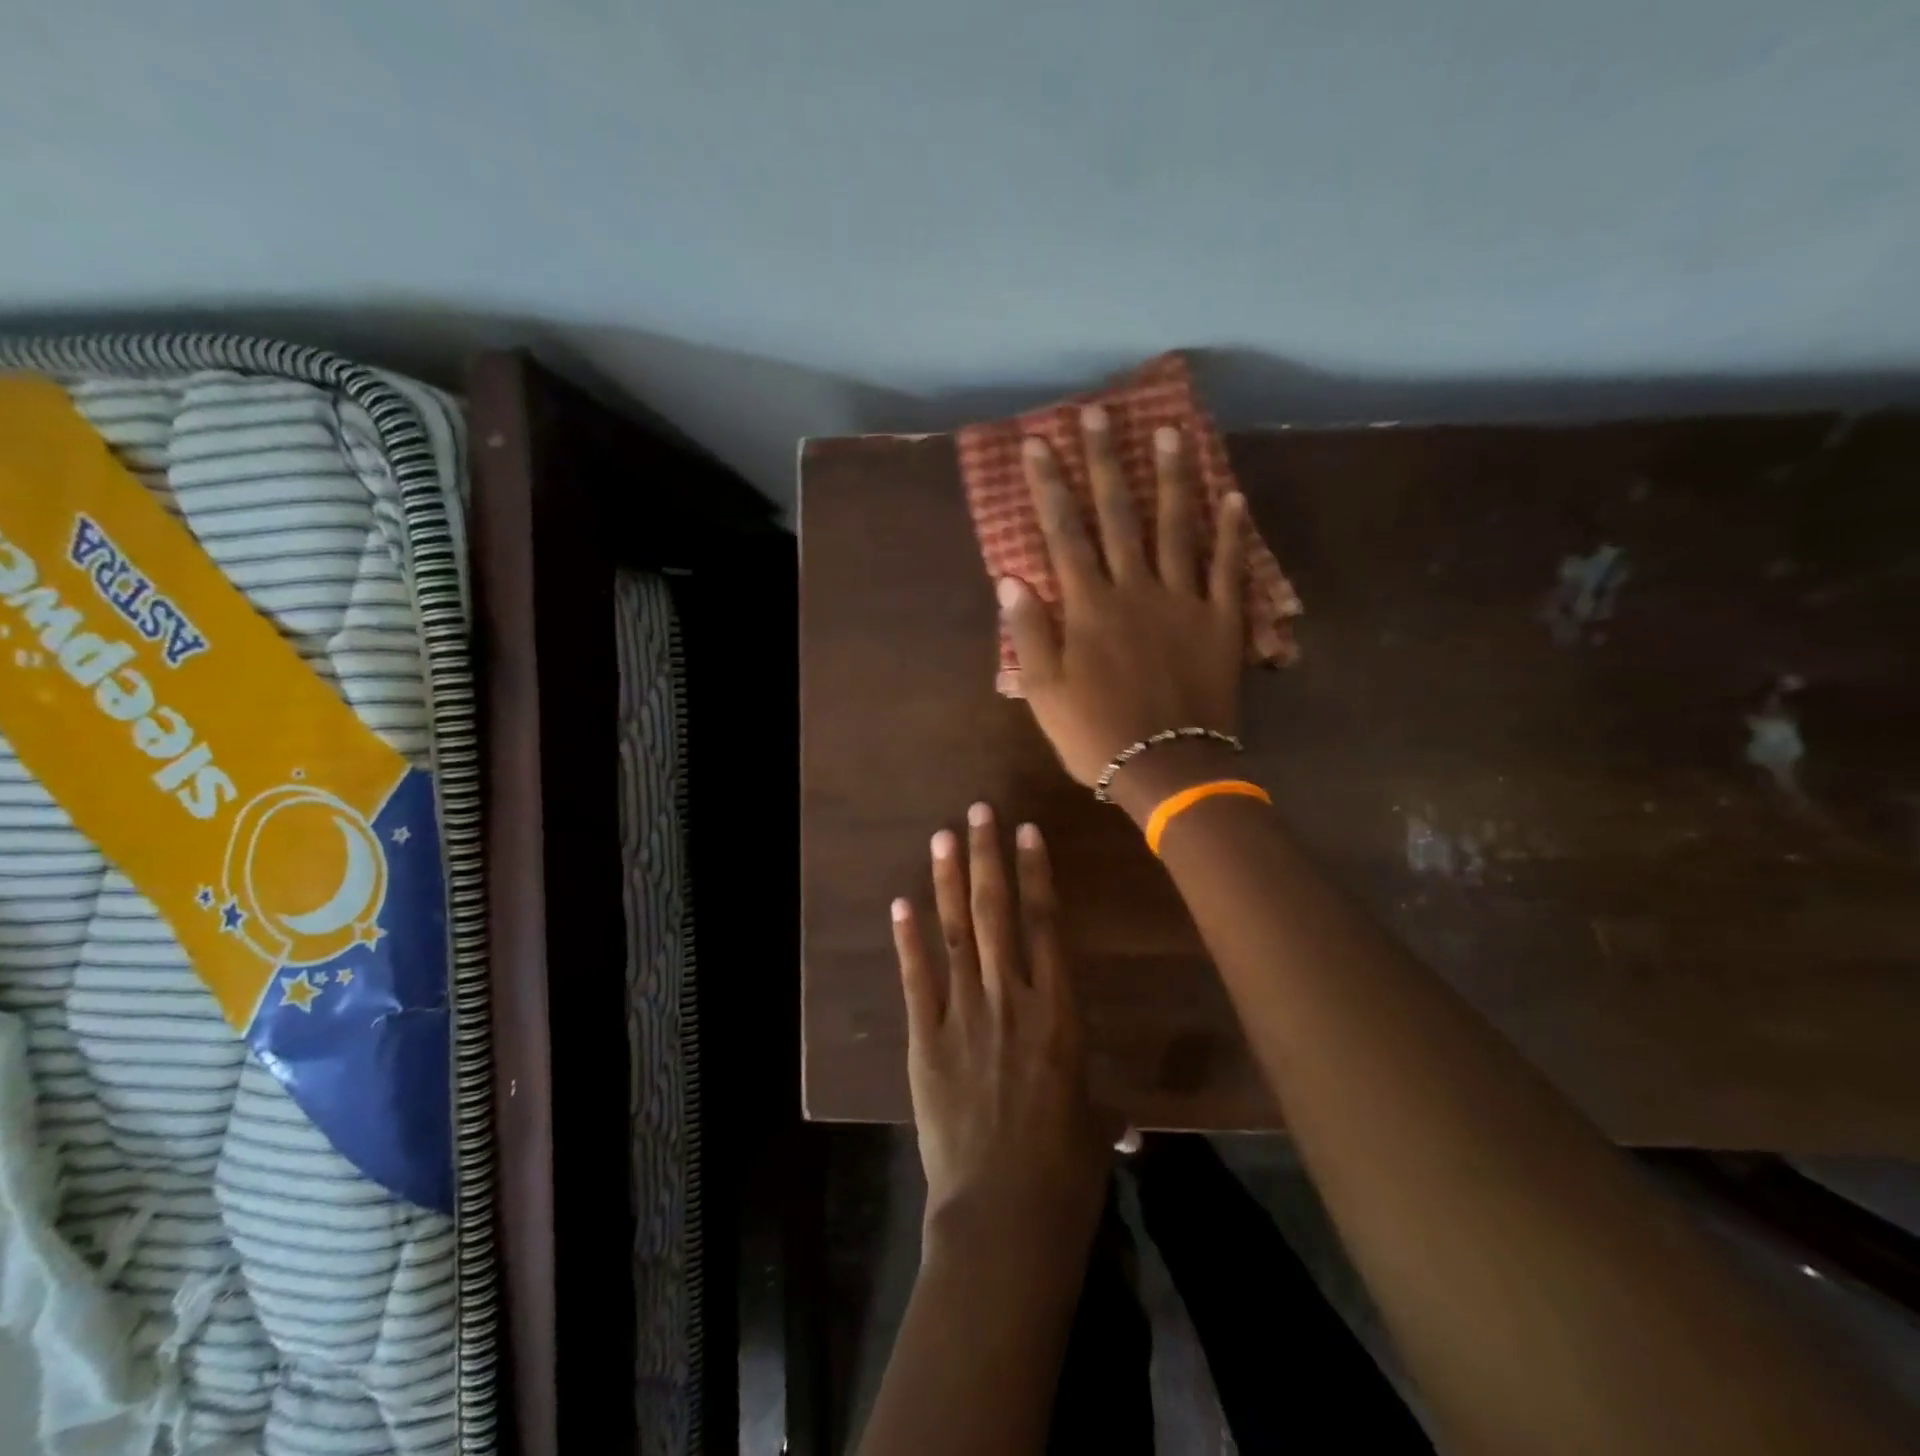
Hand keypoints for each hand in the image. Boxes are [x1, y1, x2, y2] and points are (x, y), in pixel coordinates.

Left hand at [891, 805, 1110, 1261]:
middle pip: (997, 912)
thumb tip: (1128, 1126)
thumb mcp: (1095, 1128)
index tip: (1027, 832)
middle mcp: (1012, 998)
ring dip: (948, 881)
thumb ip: (1104, 1110)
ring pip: (956, 932)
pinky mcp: (927, 1039)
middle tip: (979, 811)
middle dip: (988, 857)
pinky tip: (901, 902)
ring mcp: (965, 1014)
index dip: (1037, 873)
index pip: (1047, 924)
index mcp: (1060, 1012)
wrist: (1004, 1217)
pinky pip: (917, 977)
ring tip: (942, 837)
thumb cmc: (1065, 1173)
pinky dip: (908, 938)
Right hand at [997, 405, 1247, 788]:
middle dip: (1104, 462)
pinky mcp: (1221, 621)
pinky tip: (1233, 495)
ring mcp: (1183, 601)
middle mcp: (1136, 590)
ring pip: (1177, 527)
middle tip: (1098, 414)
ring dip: (1170, 477)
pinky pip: (1227, 568)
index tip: (1039, 443)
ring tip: (1168, 432)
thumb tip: (1011, 578)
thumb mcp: (1044, 693)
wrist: (1167, 769)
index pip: (1064, 533)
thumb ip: (1030, 633)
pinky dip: (1232, 532)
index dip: (1050, 486)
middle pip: (1118, 515)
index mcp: (1090, 607)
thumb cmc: (1096, 735)